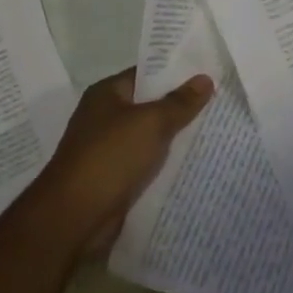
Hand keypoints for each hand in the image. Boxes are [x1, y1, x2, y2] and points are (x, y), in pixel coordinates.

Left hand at [31, 67, 213, 255]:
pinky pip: (146, 164)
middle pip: (150, 106)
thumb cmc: (110, 157)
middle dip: (180, 107)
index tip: (209, 74)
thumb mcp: (151, 122)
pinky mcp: (114, 179)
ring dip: (175, 138)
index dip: (176, 73)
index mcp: (106, 94)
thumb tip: (205, 78)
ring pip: (150, 138)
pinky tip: (194, 164)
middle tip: (219, 102)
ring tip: (214, 131)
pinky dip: (165, 165)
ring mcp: (108, 150)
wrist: (74, 218)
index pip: (146, 74)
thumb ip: (180, 102)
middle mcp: (104, 118)